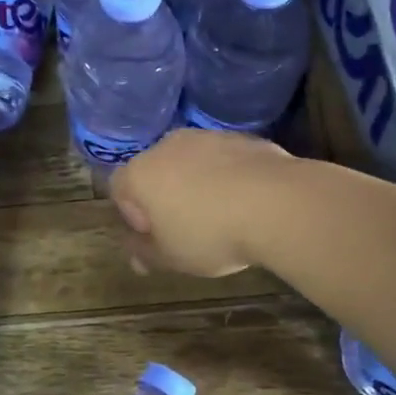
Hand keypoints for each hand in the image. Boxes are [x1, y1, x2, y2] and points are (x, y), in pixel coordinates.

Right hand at [108, 129, 290, 276]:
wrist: (276, 203)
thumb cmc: (210, 234)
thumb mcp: (172, 257)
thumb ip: (146, 254)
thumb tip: (136, 256)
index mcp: (140, 173)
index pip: (119, 188)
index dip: (132, 214)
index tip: (155, 235)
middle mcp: (167, 146)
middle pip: (155, 170)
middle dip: (165, 195)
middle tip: (185, 226)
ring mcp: (206, 137)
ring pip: (190, 161)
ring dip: (197, 183)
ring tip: (220, 213)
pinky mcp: (241, 137)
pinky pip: (223, 159)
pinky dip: (227, 175)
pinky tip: (245, 201)